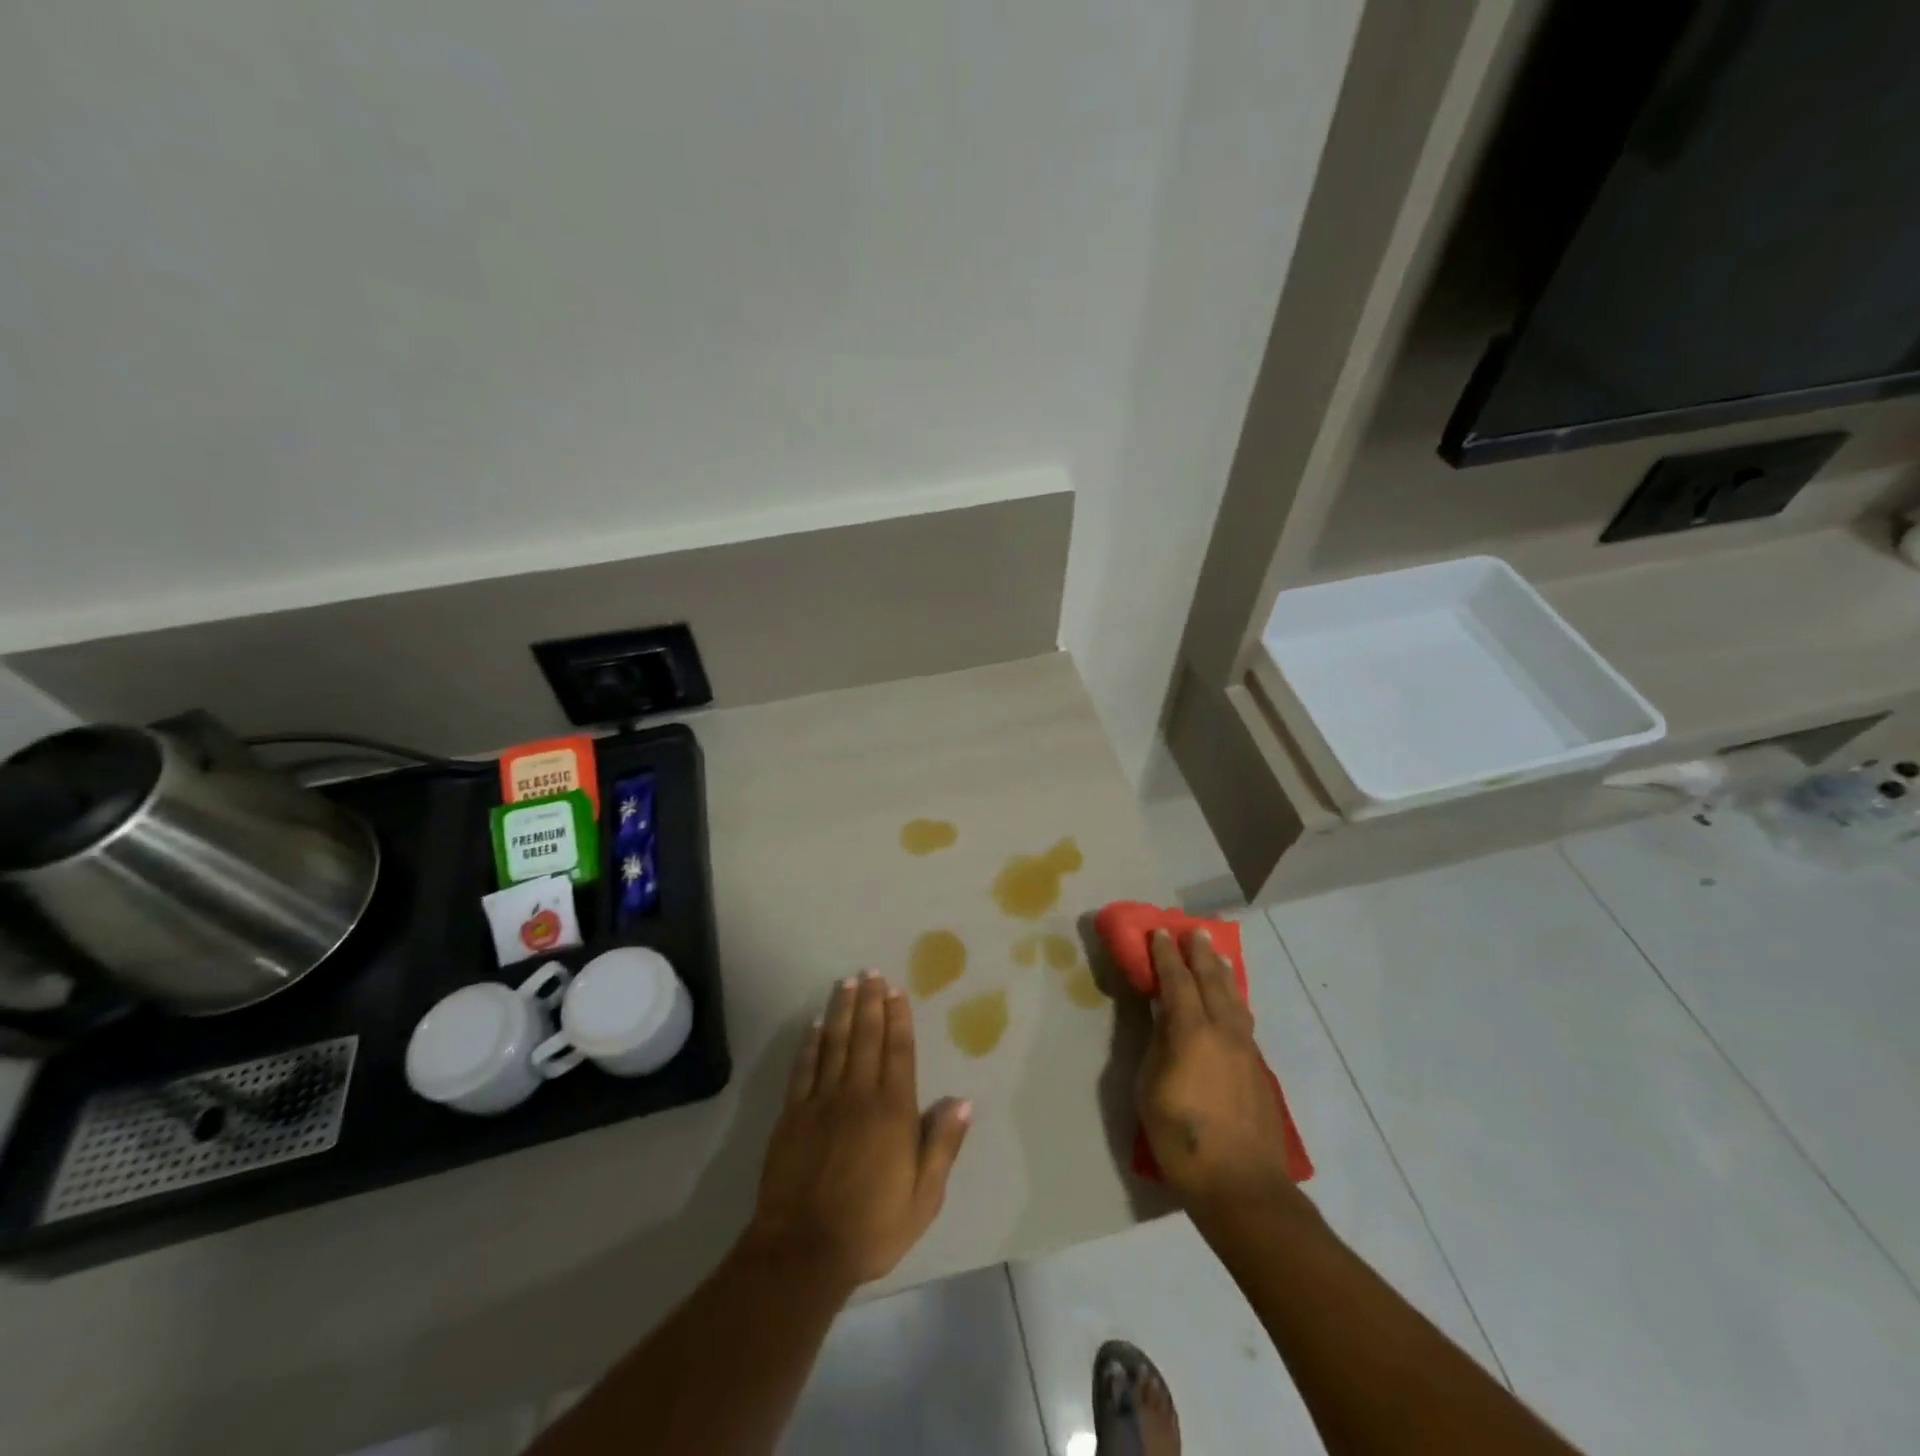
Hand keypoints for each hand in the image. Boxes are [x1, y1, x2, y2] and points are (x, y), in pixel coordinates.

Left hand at [746, 971, 971, 1290]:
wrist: (803, 1251)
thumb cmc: (871, 1227)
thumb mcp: (923, 1197)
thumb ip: (942, 1145)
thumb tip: (961, 1100)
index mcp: (892, 1112)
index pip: (898, 1052)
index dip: (898, 1019)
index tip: (897, 991)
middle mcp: (858, 1095)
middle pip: (866, 1038)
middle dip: (870, 1002)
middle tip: (872, 973)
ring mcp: (821, 1102)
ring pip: (835, 1044)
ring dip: (842, 1011)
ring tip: (847, 983)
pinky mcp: (792, 1114)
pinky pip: (804, 1068)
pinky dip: (811, 1043)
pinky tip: (815, 1025)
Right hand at [1136, 930, 1298, 1214]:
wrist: (1242, 1185)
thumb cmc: (1182, 1138)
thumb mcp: (1151, 1089)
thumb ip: (1158, 1046)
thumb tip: (1164, 1020)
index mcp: (1192, 1032)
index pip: (1177, 981)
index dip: (1167, 955)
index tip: (1160, 932)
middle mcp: (1224, 1032)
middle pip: (1213, 982)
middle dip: (1201, 954)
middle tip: (1195, 931)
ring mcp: (1246, 1051)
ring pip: (1235, 1000)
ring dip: (1224, 974)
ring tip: (1219, 957)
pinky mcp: (1259, 1071)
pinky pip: (1244, 1021)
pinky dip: (1234, 1001)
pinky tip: (1232, 1005)